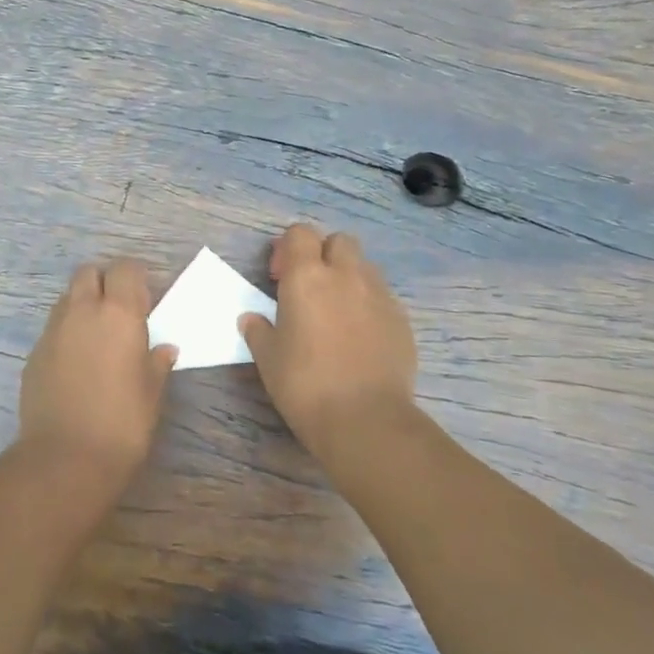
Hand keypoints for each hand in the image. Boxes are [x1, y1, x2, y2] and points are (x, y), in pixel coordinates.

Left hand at [17, 259, 177, 486]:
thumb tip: (164, 348)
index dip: (135, 277)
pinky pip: (53, 328)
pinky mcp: (34, 352)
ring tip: (97, 336)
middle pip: (89, 272)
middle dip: (104, 282)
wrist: (66, 458)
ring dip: (83, 304)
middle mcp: (82, 310)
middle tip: (119, 310)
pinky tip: (77, 362)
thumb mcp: (152, 392)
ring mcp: (53, 330)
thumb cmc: (122, 423)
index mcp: (118, 313)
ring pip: (67, 298)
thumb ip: (157, 362)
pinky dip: (67, 332)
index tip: (144, 299)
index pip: (125, 268)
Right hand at [239, 223, 418, 460]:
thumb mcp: (268, 358)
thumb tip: (251, 319)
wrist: (366, 420)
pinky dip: (368, 304)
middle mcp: (346, 275)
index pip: (300, 233)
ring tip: (336, 311)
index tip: (279, 277)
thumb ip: (258, 331)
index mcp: (307, 277)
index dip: (288, 248)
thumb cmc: (305, 384)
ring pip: (364, 267)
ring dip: (348, 277)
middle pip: (339, 241)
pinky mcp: (401, 320)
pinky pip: (382, 297)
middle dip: (323, 254)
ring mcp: (379, 296)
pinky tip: (358, 336)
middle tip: (309, 287)